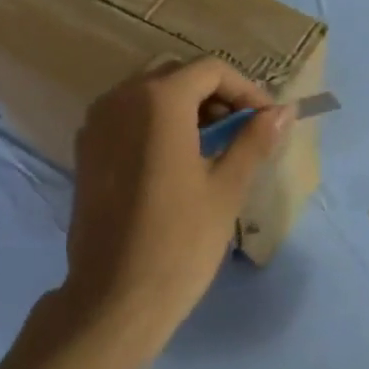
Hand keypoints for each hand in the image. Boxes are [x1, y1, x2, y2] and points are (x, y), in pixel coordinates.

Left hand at [59, 58, 292, 354]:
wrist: (115, 297)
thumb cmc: (180, 241)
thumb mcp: (226, 188)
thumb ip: (254, 140)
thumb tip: (284, 111)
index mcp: (158, 101)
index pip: (211, 70)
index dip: (246, 89)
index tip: (267, 120)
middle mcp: (120, 99)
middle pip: (176, 74)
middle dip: (215, 94)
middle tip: (242, 129)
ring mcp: (96, 124)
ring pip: (147, 93)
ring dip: (184, 107)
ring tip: (214, 145)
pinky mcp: (85, 151)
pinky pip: (126, 117)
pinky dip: (155, 123)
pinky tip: (176, 160)